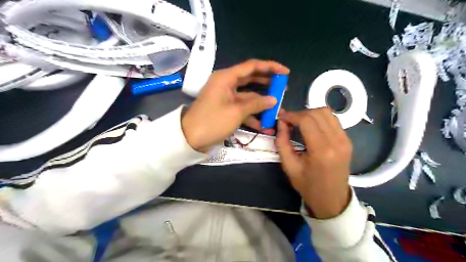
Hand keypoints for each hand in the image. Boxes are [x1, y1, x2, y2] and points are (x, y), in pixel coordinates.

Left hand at [181, 59, 288, 151]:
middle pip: (251, 79)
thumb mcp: (236, 112)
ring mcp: (226, 96)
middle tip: (283, 88)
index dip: (270, 67)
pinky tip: (263, 124)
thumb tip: (274, 99)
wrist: (190, 138)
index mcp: (226, 77)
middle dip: (267, 83)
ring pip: (248, 95)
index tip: (285, 73)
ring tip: (277, 107)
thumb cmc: (213, 121)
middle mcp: (226, 83)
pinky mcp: (226, 107)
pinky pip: (242, 107)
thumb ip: (256, 104)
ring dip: (261, 102)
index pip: (252, 66)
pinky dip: (252, 114)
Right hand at [274, 107, 351, 219]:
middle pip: (317, 113)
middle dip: (300, 114)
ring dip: (310, 114)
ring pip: (327, 112)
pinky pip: (332, 120)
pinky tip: (311, 128)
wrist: (332, 200)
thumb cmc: (308, 186)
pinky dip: (319, 119)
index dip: (292, 116)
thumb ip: (282, 142)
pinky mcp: (347, 140)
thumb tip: (281, 123)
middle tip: (289, 123)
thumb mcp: (289, 166)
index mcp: (321, 151)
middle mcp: (337, 141)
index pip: (307, 120)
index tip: (281, 119)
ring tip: (299, 124)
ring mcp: (345, 140)